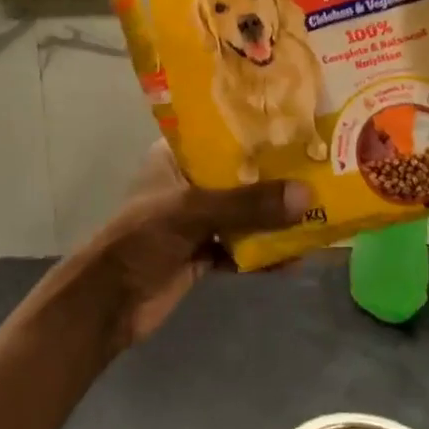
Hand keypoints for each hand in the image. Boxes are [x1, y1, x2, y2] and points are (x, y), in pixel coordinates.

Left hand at [79, 141, 311, 346]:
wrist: (108, 304)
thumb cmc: (142, 237)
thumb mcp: (193, 212)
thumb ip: (248, 205)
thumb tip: (308, 195)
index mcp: (175, 155)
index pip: (221, 132)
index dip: (255, 129)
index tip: (296, 124)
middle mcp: (187, 181)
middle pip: (238, 174)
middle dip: (274, 176)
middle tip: (319, 167)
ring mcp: (195, 219)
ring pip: (243, 212)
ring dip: (273, 217)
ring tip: (319, 211)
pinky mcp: (202, 253)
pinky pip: (240, 247)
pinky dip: (263, 253)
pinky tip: (295, 258)